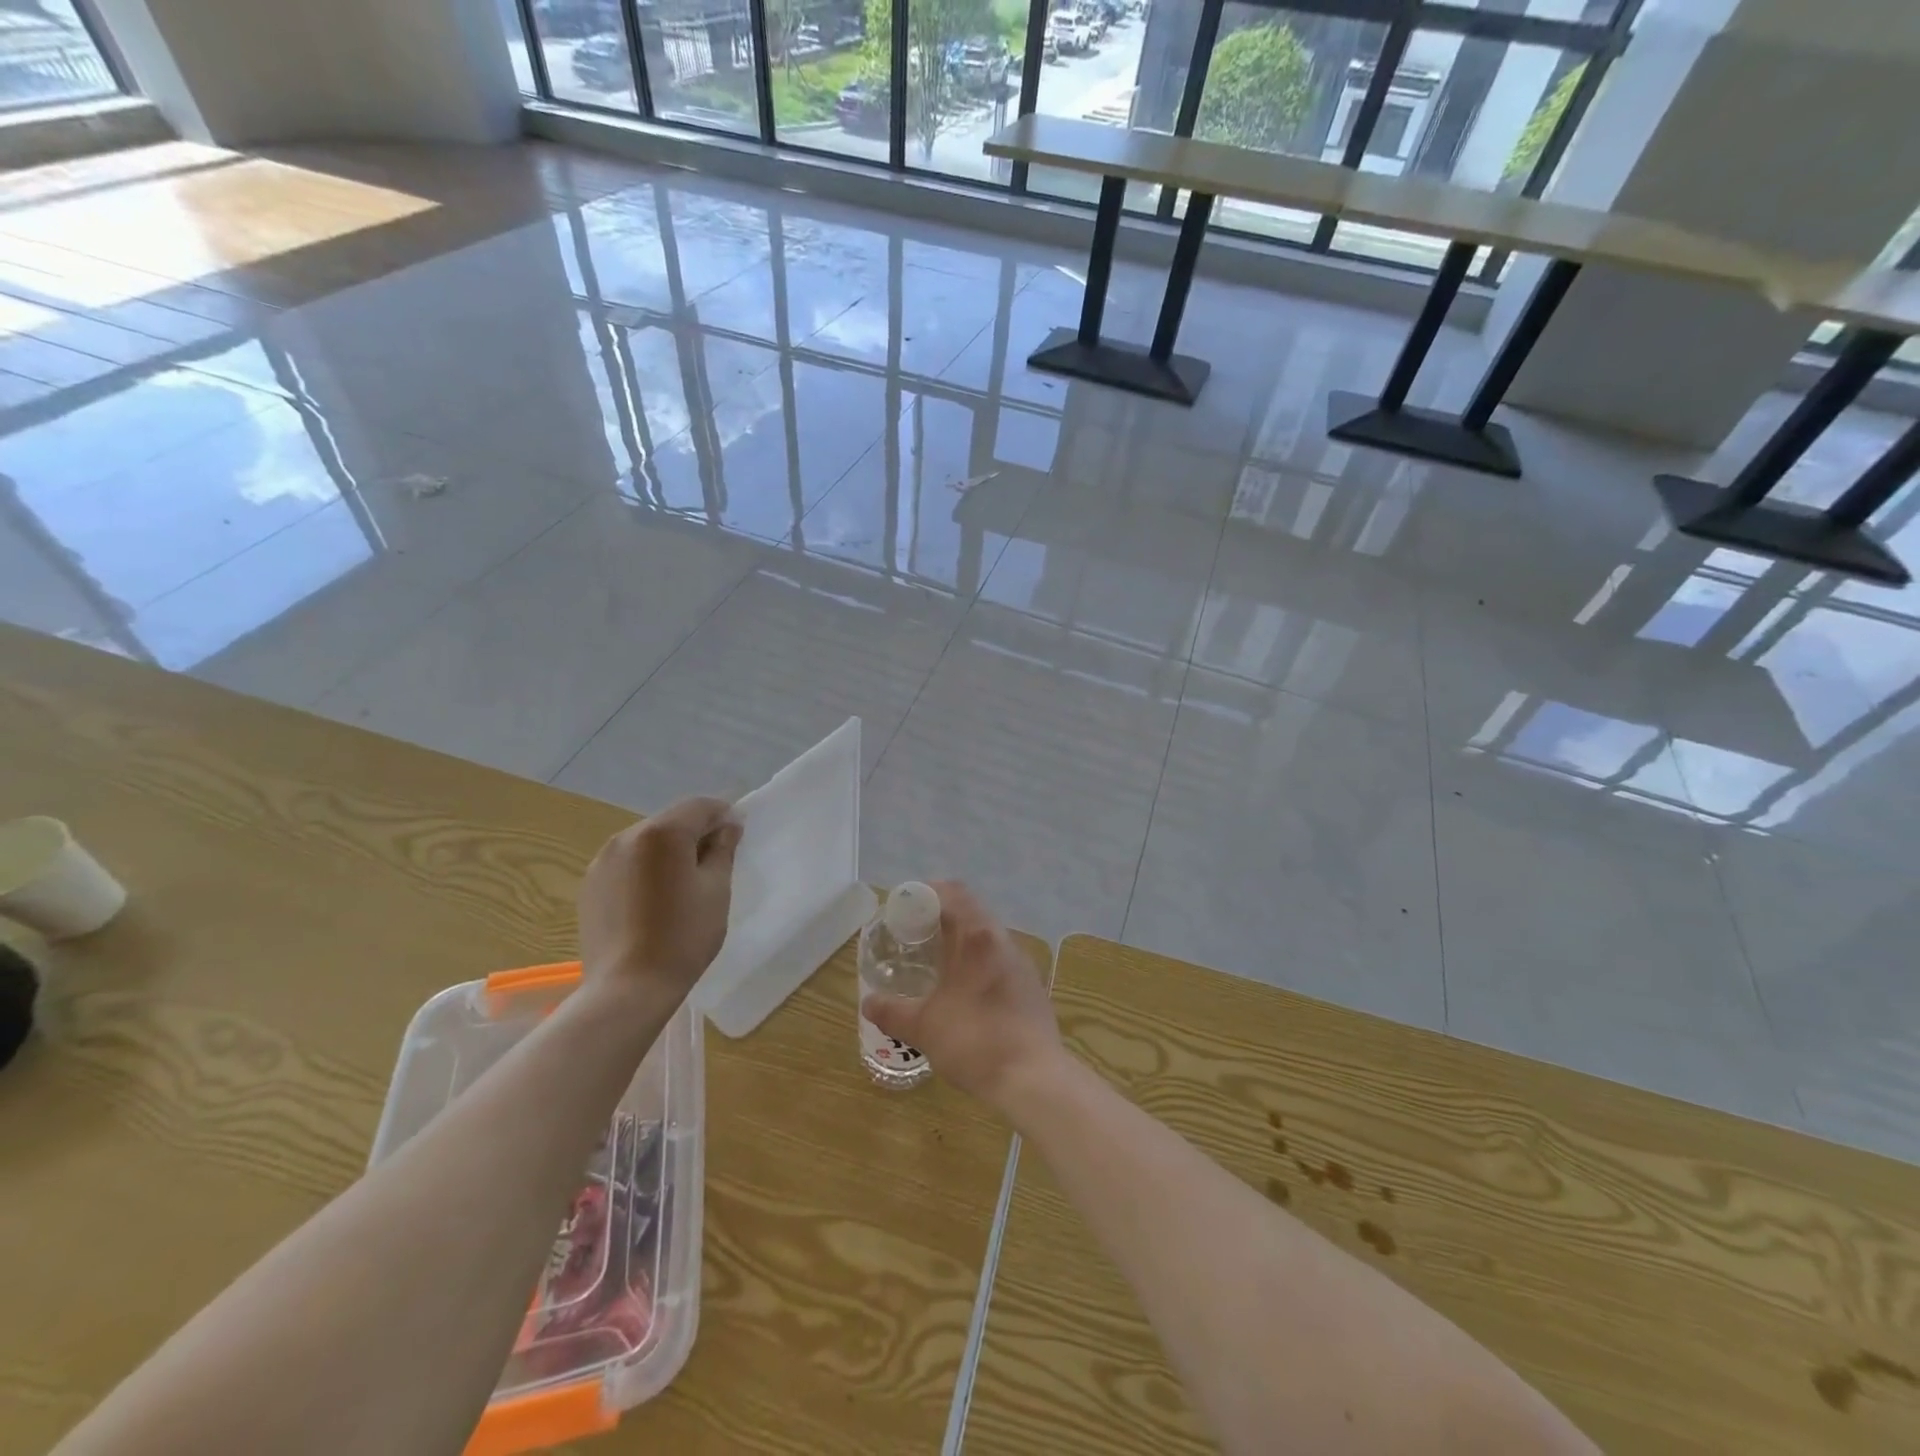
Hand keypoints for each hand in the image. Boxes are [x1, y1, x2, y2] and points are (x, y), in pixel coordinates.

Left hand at [578, 798, 741, 1001]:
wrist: (628, 988)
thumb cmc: (684, 936)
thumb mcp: (716, 890)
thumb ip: (723, 849)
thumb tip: (728, 825)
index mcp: (662, 833)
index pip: (699, 806)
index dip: (723, 815)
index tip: (737, 836)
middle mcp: (626, 837)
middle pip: (670, 821)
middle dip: (695, 833)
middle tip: (715, 862)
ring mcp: (602, 861)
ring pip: (646, 842)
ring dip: (669, 851)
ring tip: (683, 885)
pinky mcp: (590, 885)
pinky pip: (626, 863)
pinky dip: (646, 869)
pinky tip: (655, 901)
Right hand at [862, 881, 1059, 1109]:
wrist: (1035, 1079)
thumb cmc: (975, 1041)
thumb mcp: (924, 1027)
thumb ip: (892, 1011)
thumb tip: (868, 1002)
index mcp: (978, 936)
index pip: (954, 892)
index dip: (927, 893)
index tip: (904, 909)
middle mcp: (1003, 940)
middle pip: (970, 911)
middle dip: (939, 918)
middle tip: (911, 937)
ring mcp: (1021, 963)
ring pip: (986, 936)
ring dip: (960, 941)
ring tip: (934, 964)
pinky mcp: (1031, 987)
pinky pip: (998, 959)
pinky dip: (976, 962)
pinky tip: (962, 991)